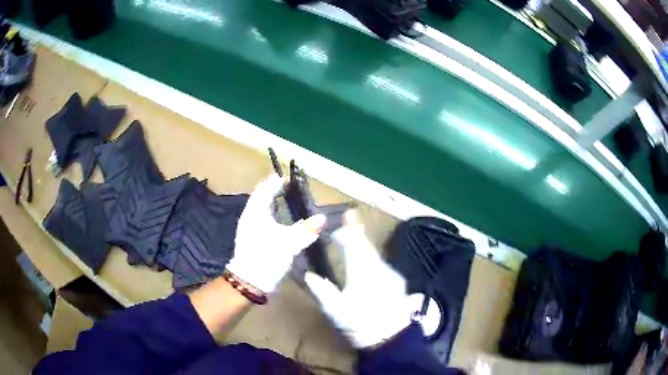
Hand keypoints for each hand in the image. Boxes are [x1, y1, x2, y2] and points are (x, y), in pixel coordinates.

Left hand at [226, 174, 325, 293]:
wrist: (250, 280)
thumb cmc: (267, 256)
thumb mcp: (289, 243)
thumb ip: (305, 229)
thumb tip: (322, 217)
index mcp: (256, 211)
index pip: (264, 189)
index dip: (275, 182)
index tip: (288, 179)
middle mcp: (250, 216)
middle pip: (261, 197)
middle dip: (273, 191)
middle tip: (289, 188)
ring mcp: (248, 227)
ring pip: (260, 208)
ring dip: (272, 203)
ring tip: (286, 201)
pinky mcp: (251, 238)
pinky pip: (261, 218)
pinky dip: (270, 214)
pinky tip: (280, 221)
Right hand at [304, 210, 413, 347]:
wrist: (391, 339)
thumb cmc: (360, 326)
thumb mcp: (335, 311)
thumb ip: (322, 290)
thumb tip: (309, 275)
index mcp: (361, 272)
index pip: (354, 244)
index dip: (348, 229)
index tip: (344, 217)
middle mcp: (379, 268)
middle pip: (366, 246)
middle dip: (357, 233)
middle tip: (350, 219)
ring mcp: (391, 274)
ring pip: (375, 255)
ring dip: (364, 247)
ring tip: (354, 241)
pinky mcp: (398, 282)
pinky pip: (382, 264)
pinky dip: (372, 259)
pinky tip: (367, 265)